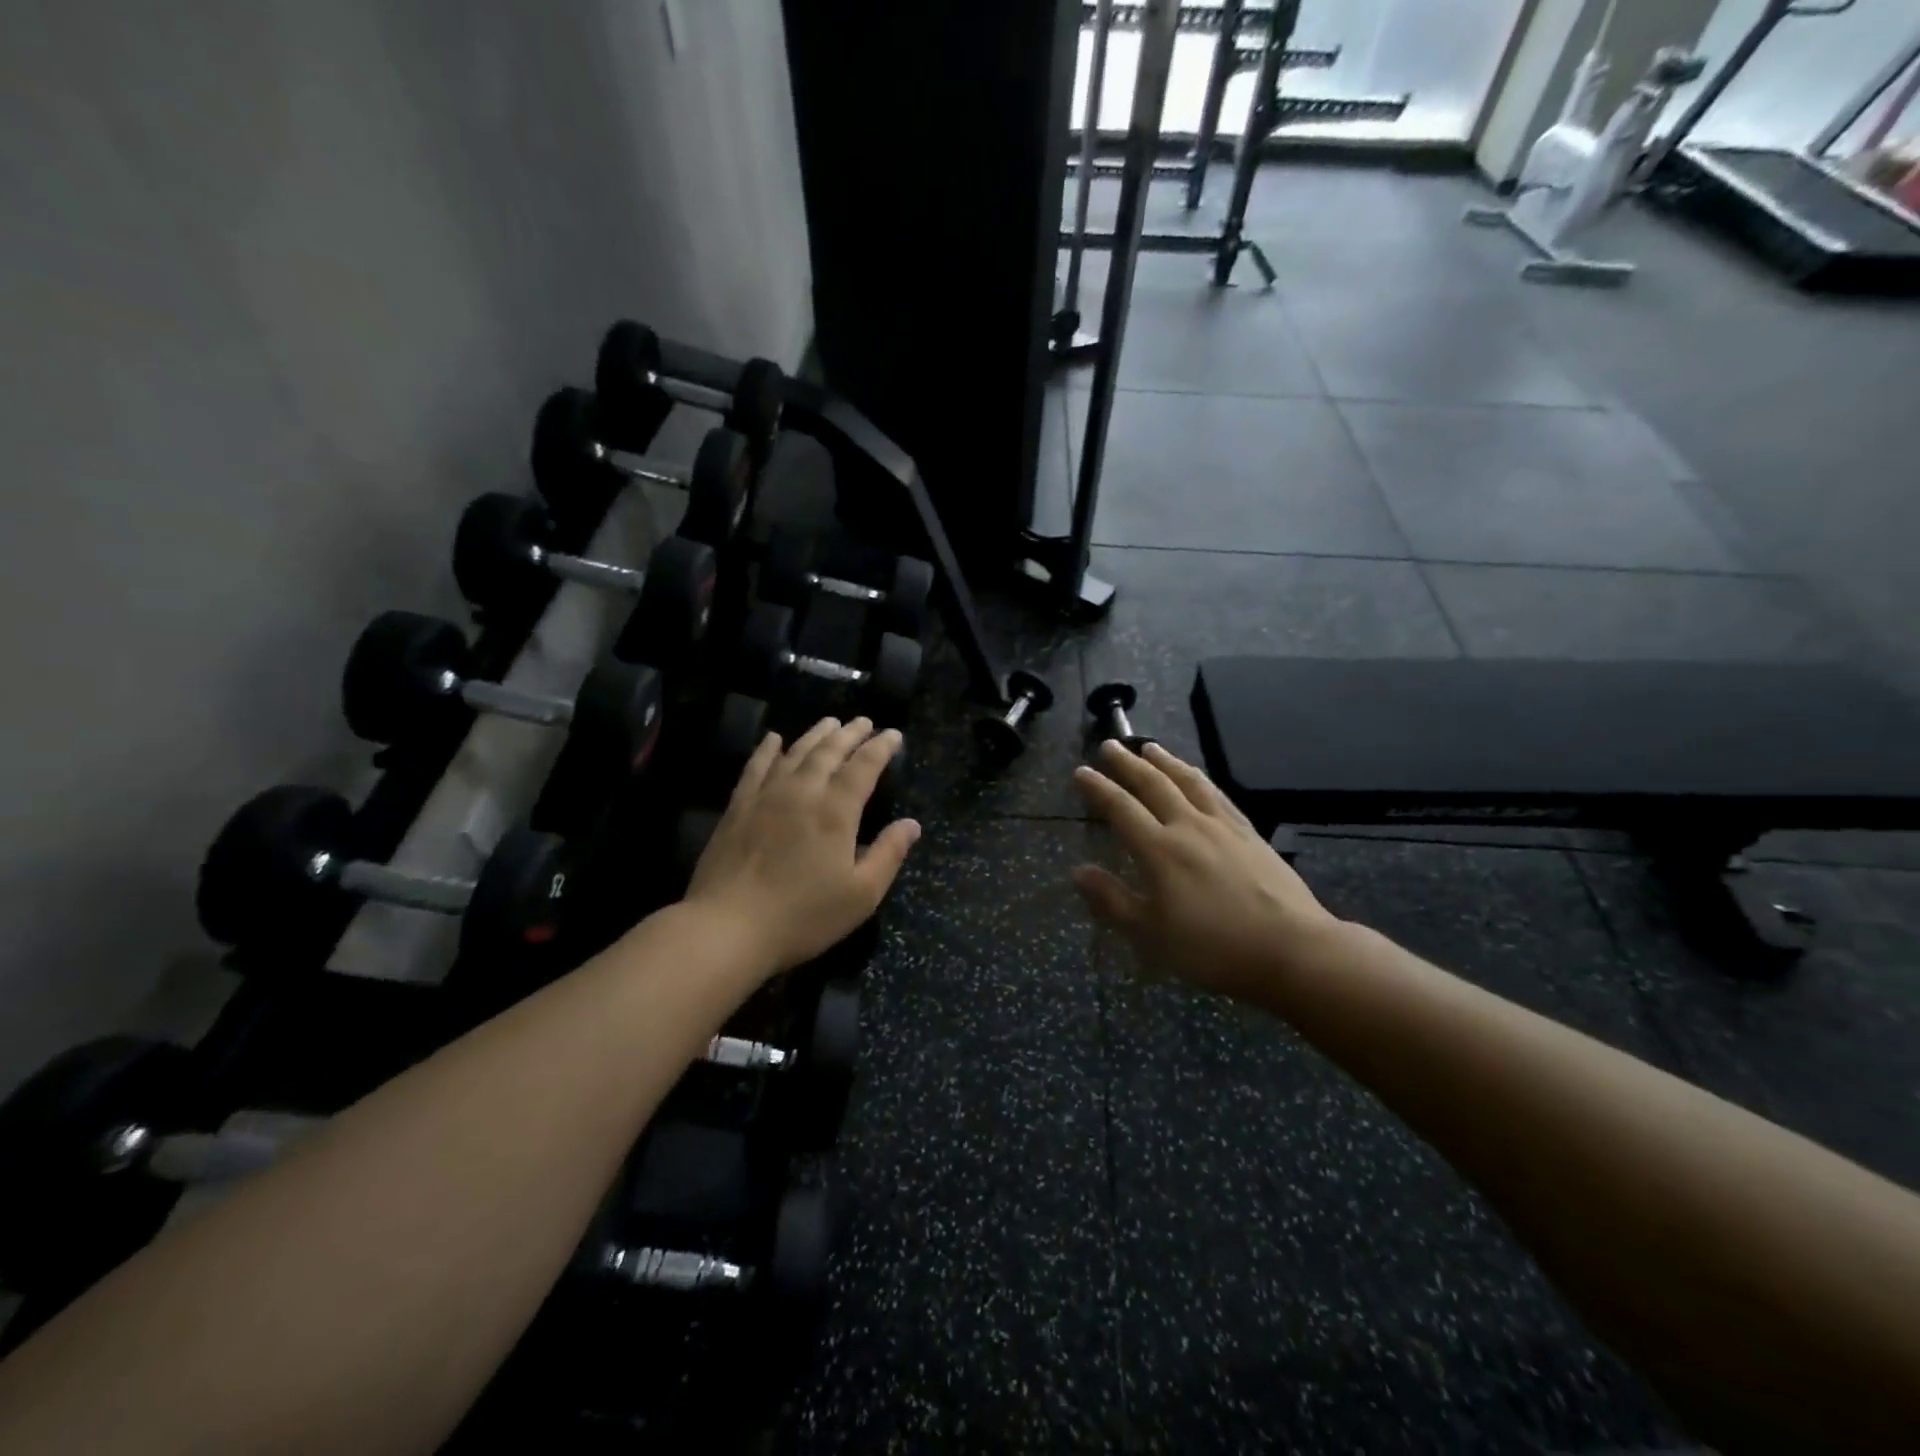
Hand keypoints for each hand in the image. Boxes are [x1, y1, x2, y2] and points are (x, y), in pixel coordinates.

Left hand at [685, 717, 920, 974]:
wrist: (727, 927)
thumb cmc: (803, 916)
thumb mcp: (861, 895)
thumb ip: (889, 854)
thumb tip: (912, 824)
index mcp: (836, 812)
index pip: (864, 767)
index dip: (881, 748)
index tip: (894, 734)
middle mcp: (802, 792)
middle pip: (829, 752)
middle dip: (850, 733)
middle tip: (864, 721)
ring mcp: (766, 796)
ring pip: (795, 752)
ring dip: (816, 735)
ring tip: (830, 722)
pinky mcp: (738, 807)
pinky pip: (756, 766)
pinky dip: (768, 749)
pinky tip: (774, 739)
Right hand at [1072, 740, 1344, 1001]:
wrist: (1292, 949)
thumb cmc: (1212, 948)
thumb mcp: (1151, 934)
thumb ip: (1112, 900)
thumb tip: (1078, 871)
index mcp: (1159, 850)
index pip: (1120, 808)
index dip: (1098, 788)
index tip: (1081, 771)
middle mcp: (1188, 827)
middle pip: (1153, 784)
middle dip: (1128, 763)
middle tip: (1110, 744)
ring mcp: (1223, 827)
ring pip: (1188, 782)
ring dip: (1166, 761)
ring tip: (1150, 747)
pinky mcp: (1250, 834)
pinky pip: (1219, 795)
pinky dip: (1201, 779)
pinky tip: (1198, 778)